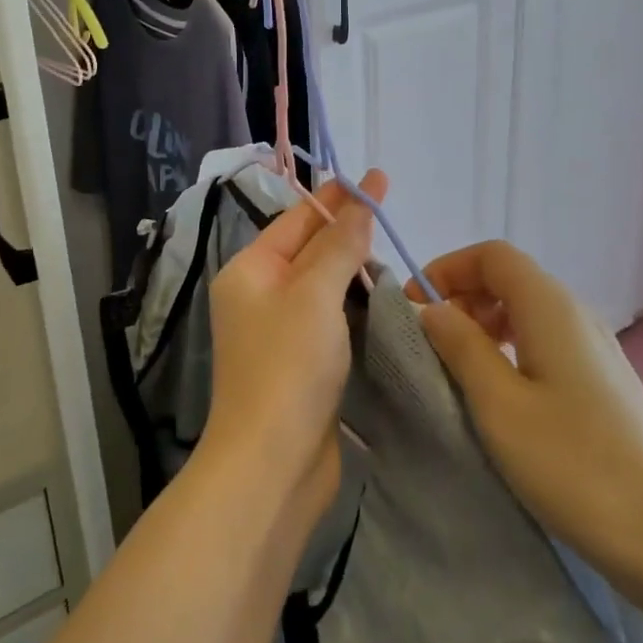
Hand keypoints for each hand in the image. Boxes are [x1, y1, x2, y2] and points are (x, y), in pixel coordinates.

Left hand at [203, 170, 386, 535]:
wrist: (272, 464)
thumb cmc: (287, 367)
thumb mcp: (314, 295)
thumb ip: (338, 247)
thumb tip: (357, 206)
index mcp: (250, 271)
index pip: (297, 220)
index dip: (338, 198)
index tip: (377, 178)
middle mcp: (259, 296)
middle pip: (309, 250)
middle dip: (347, 230)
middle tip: (390, 209)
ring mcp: (279, 332)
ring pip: (322, 286)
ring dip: (353, 268)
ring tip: (392, 246)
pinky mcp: (301, 364)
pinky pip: (330, 319)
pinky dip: (354, 304)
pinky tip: (382, 296)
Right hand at [408, 241, 642, 616]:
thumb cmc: (580, 467)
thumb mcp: (501, 406)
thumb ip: (461, 347)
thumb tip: (432, 307)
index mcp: (549, 307)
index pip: (491, 255)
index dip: (447, 268)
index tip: (416, 308)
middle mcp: (576, 315)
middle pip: (509, 279)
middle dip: (462, 297)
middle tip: (432, 345)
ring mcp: (596, 350)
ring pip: (527, 312)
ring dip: (484, 327)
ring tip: (460, 372)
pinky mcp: (605, 385)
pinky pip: (546, 344)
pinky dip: (511, 351)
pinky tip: (503, 398)